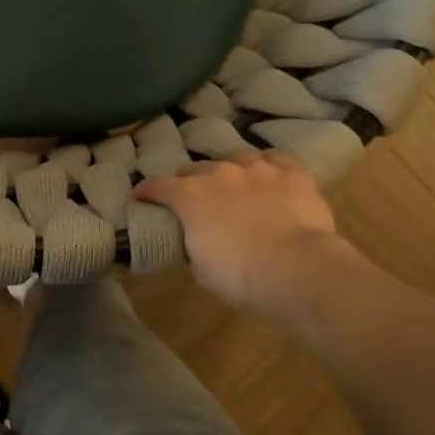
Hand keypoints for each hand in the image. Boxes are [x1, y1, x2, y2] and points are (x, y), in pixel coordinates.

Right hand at [132, 151, 360, 313]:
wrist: (296, 268)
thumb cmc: (240, 275)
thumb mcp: (202, 269)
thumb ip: (195, 246)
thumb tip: (200, 242)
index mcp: (189, 196)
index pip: (156, 186)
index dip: (144, 192)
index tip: (138, 198)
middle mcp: (219, 173)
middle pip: (195, 168)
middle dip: (190, 182)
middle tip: (194, 199)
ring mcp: (257, 168)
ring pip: (236, 158)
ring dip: (230, 172)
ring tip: (235, 185)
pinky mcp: (291, 173)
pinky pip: (276, 159)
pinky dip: (269, 167)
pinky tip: (271, 176)